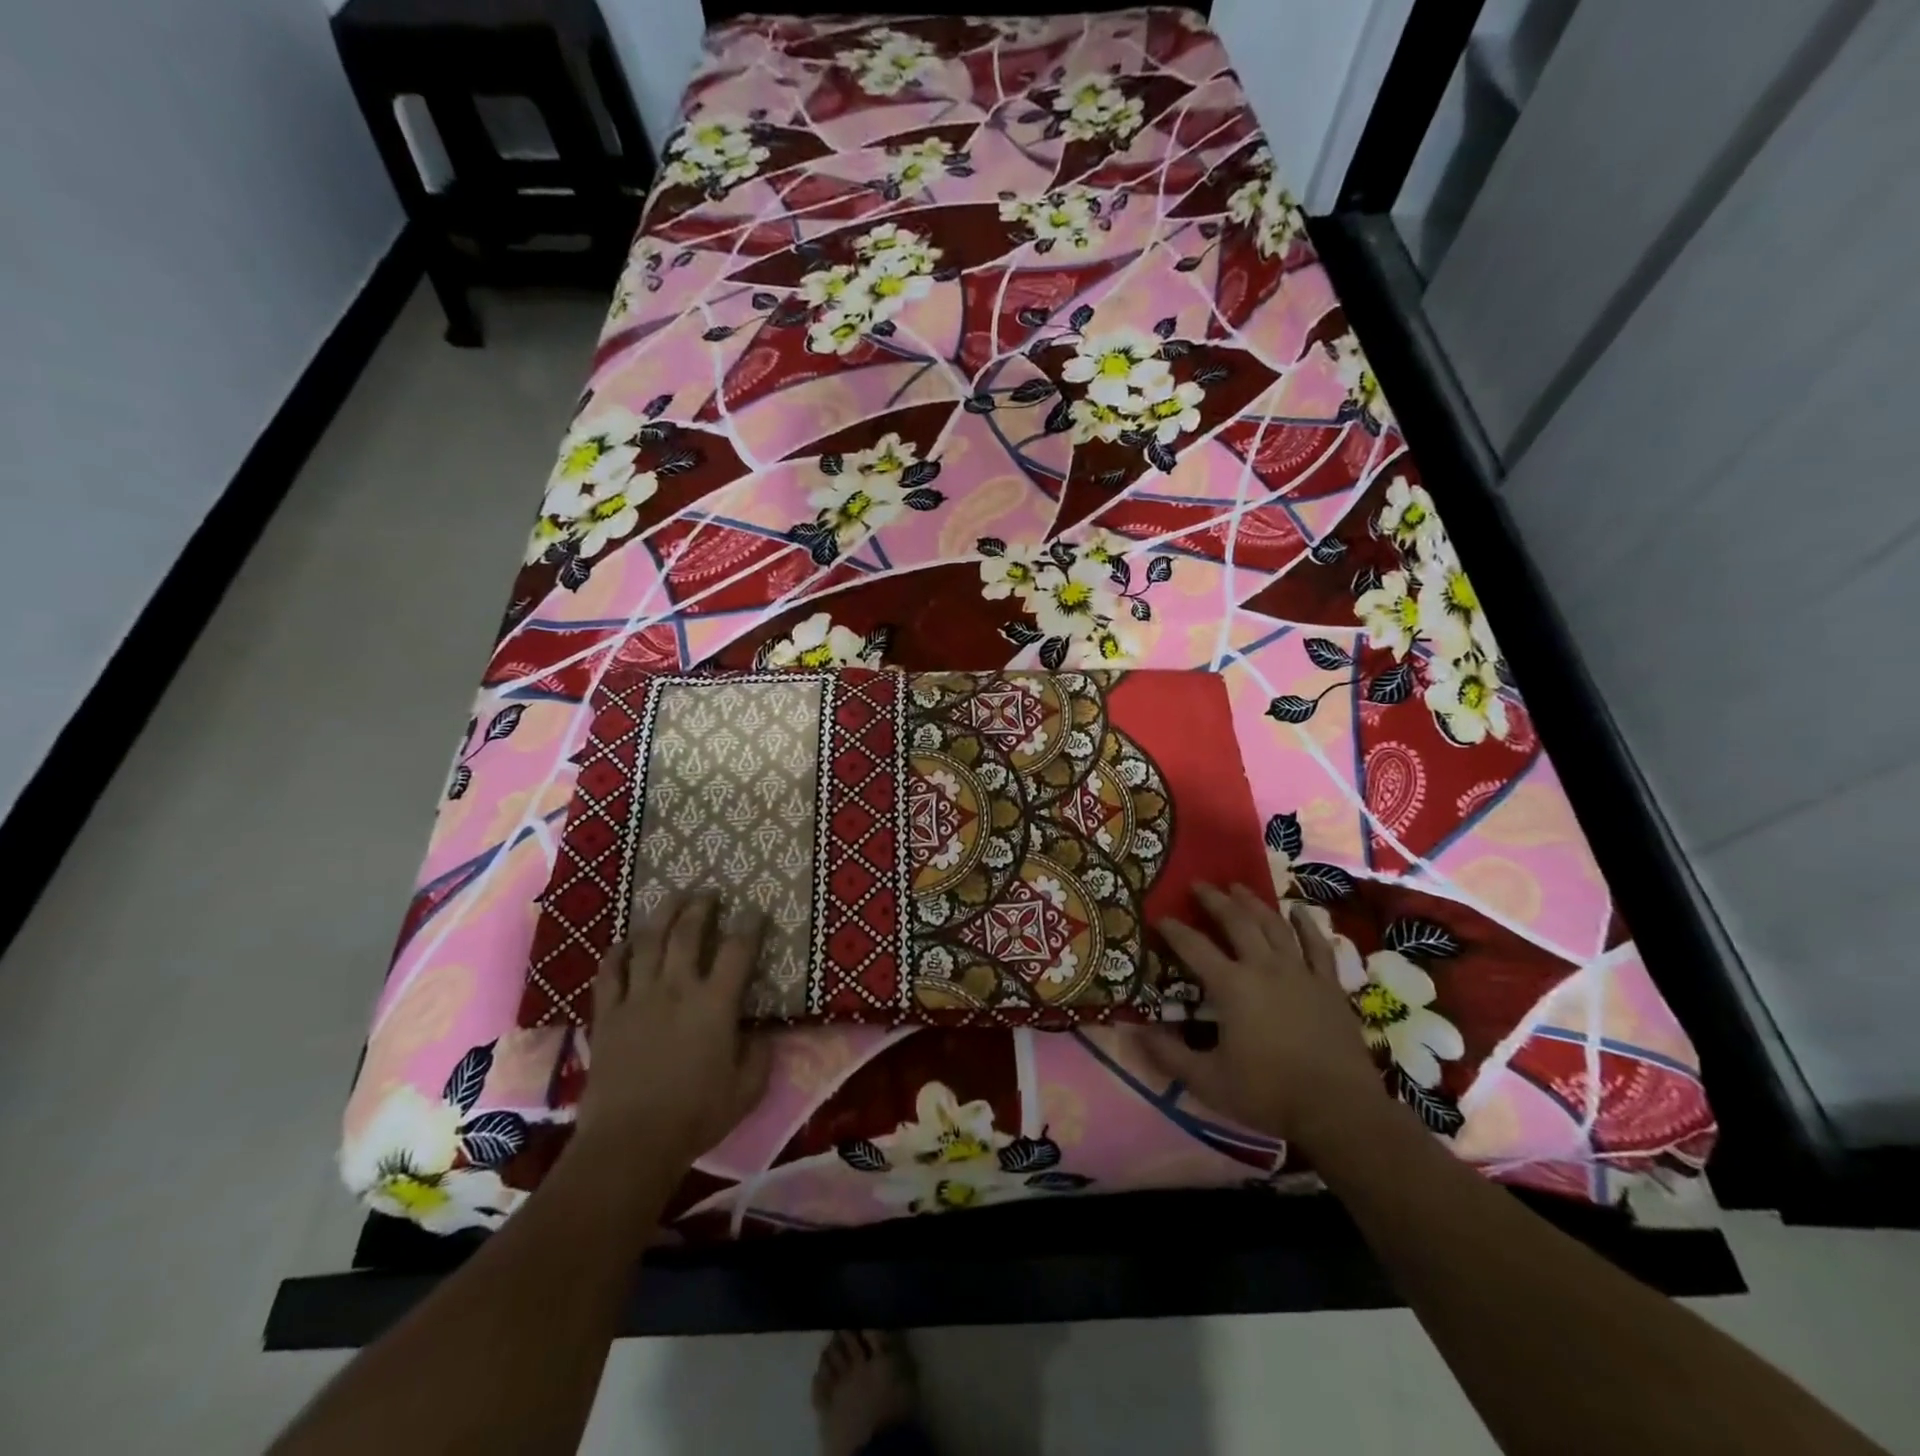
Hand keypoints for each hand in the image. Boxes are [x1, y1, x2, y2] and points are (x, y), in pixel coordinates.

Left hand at [574, 892, 773, 1173]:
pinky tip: (625, 942)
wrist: (629, 1142)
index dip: (750, 926)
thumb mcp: (747, 1089)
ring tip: (672, 899)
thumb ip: (760, 1054)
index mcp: (715, 1003)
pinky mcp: (607, 1015)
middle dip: (700, 906)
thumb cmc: (695, 1115)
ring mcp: (637, 998)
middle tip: (708, 892)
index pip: (737, 950)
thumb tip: (762, 1032)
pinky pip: (610, 972)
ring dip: (662, 915)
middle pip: (688, 932)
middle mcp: (676, 988)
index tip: (756, 911)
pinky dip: (618, 952)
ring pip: (649, 942)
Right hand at [1142, 882, 1383, 1152]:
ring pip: (1274, 925)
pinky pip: (1317, 946)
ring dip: (1253, 903)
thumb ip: (1169, 1055)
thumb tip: (1134, 1033)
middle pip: (1236, 922)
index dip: (1173, 929)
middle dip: (1214, 900)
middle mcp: (1264, 968)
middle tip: (1199, 884)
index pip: (1193, 947)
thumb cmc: (1269, 1094)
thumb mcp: (1208, 1082)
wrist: (1339, 1109)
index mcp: (1231, 986)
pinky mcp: (1328, 985)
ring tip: (1238, 887)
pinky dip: (1306, 925)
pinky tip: (1298, 911)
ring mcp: (1300, 973)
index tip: (1159, 916)